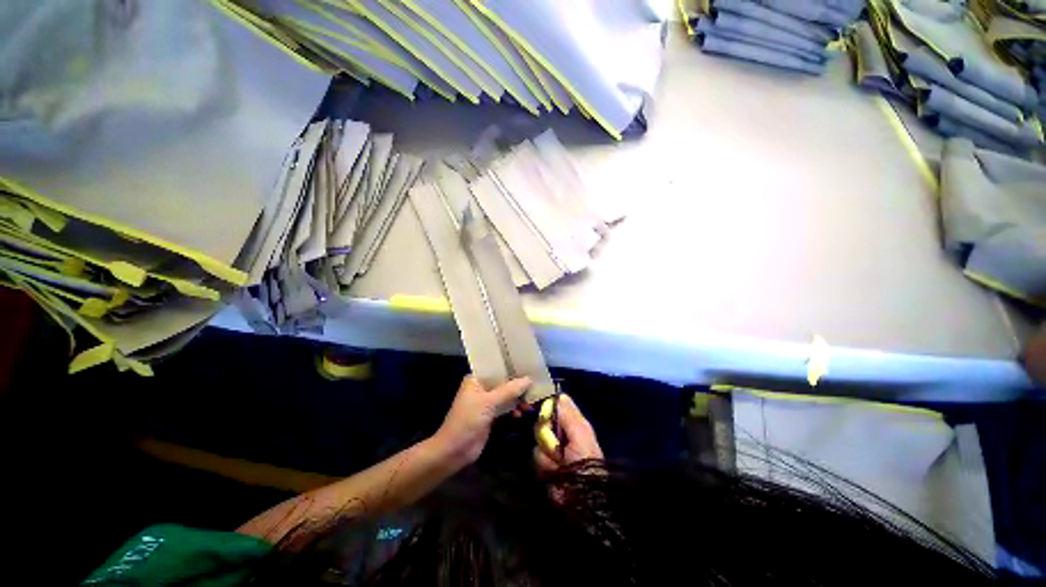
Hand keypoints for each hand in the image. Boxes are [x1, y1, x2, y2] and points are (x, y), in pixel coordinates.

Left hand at [434, 375, 531, 464]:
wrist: (454, 451)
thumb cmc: (468, 420)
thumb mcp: (489, 402)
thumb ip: (510, 390)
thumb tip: (529, 379)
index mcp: (476, 379)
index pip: (497, 368)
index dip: (512, 368)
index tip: (529, 367)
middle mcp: (481, 387)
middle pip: (504, 382)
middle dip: (518, 385)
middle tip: (535, 386)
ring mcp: (486, 402)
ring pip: (506, 395)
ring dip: (518, 398)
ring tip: (531, 403)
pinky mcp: (490, 415)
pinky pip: (506, 407)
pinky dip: (514, 409)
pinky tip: (522, 413)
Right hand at [534, 394, 603, 471]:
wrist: (581, 499)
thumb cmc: (586, 462)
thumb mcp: (581, 435)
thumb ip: (569, 415)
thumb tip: (560, 394)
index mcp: (572, 423)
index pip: (554, 406)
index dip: (545, 404)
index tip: (536, 405)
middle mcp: (559, 433)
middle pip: (541, 421)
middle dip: (545, 432)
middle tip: (555, 443)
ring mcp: (551, 448)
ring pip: (537, 439)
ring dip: (547, 452)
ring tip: (559, 462)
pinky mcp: (543, 464)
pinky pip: (535, 455)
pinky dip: (544, 464)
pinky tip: (553, 470)